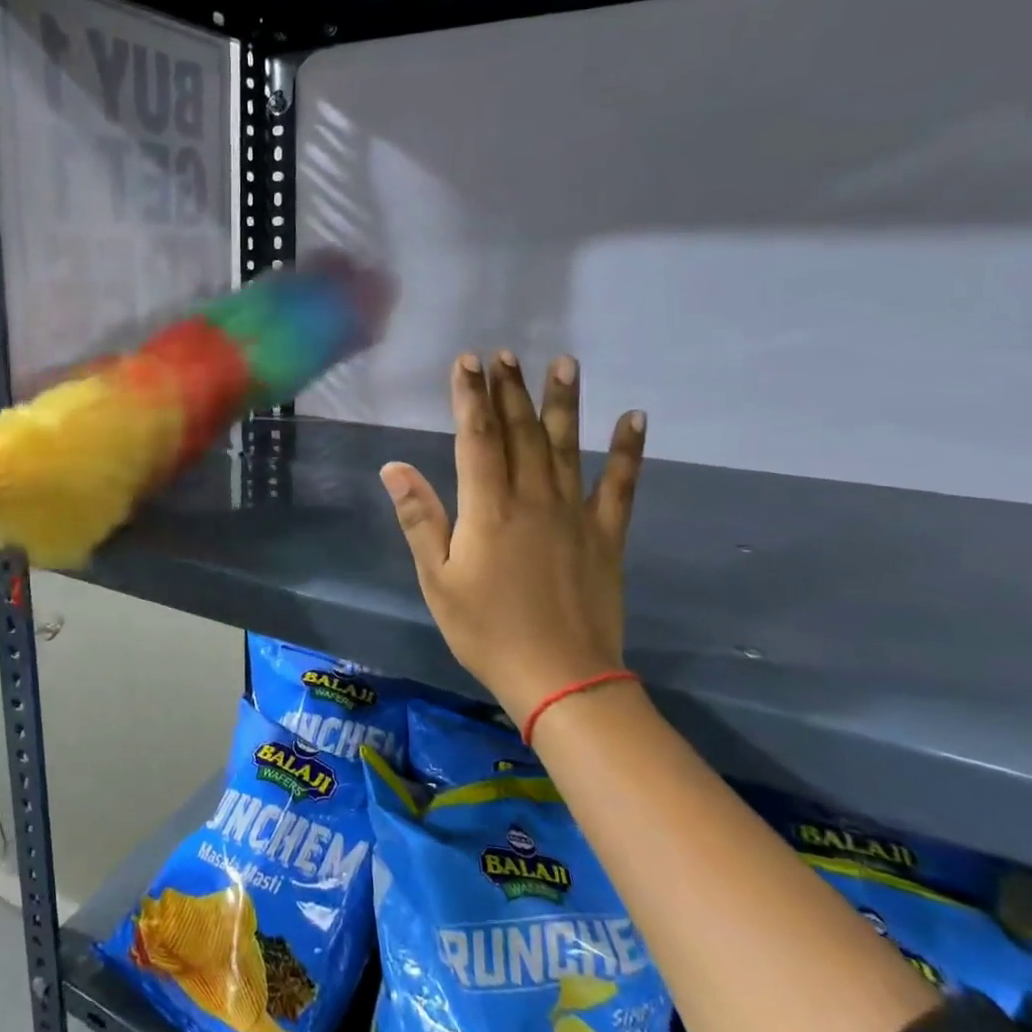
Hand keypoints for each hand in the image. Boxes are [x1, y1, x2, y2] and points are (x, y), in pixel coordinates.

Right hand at [381, 352, 645, 721]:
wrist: (560, 677)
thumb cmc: (486, 630)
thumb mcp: (437, 579)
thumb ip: (418, 519)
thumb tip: (394, 467)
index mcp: (488, 510)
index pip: (477, 439)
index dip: (470, 398)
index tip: (467, 362)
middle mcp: (533, 499)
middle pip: (521, 433)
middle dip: (510, 390)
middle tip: (505, 354)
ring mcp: (575, 513)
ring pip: (567, 446)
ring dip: (564, 403)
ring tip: (565, 362)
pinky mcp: (605, 534)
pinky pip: (621, 485)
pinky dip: (629, 450)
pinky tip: (636, 417)